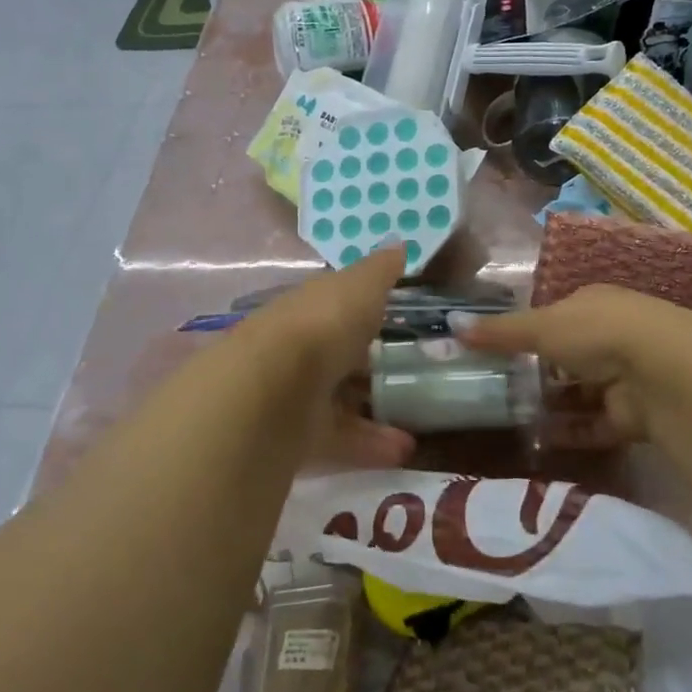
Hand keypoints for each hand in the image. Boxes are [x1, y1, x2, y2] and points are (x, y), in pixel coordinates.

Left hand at [240, 245, 414, 467]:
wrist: (272, 389)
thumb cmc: (322, 325)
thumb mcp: (359, 287)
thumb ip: (380, 270)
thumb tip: (399, 242)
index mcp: (309, 307)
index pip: (336, 305)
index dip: (365, 310)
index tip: (399, 320)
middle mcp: (299, 347)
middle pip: (338, 354)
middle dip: (370, 364)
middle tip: (415, 372)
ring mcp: (295, 392)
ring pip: (340, 398)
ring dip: (376, 407)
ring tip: (419, 418)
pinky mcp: (297, 434)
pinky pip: (341, 436)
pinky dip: (371, 443)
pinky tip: (405, 449)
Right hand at [452, 285, 691, 445]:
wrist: (661, 371)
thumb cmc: (595, 332)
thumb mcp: (541, 327)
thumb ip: (499, 332)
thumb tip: (451, 325)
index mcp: (592, 305)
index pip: (554, 318)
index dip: (526, 334)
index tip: (494, 354)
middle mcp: (610, 338)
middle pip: (566, 359)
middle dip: (536, 375)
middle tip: (495, 392)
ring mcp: (623, 378)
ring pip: (579, 394)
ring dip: (551, 406)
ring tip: (509, 419)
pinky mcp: (632, 416)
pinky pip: (593, 425)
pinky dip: (569, 433)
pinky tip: (538, 440)